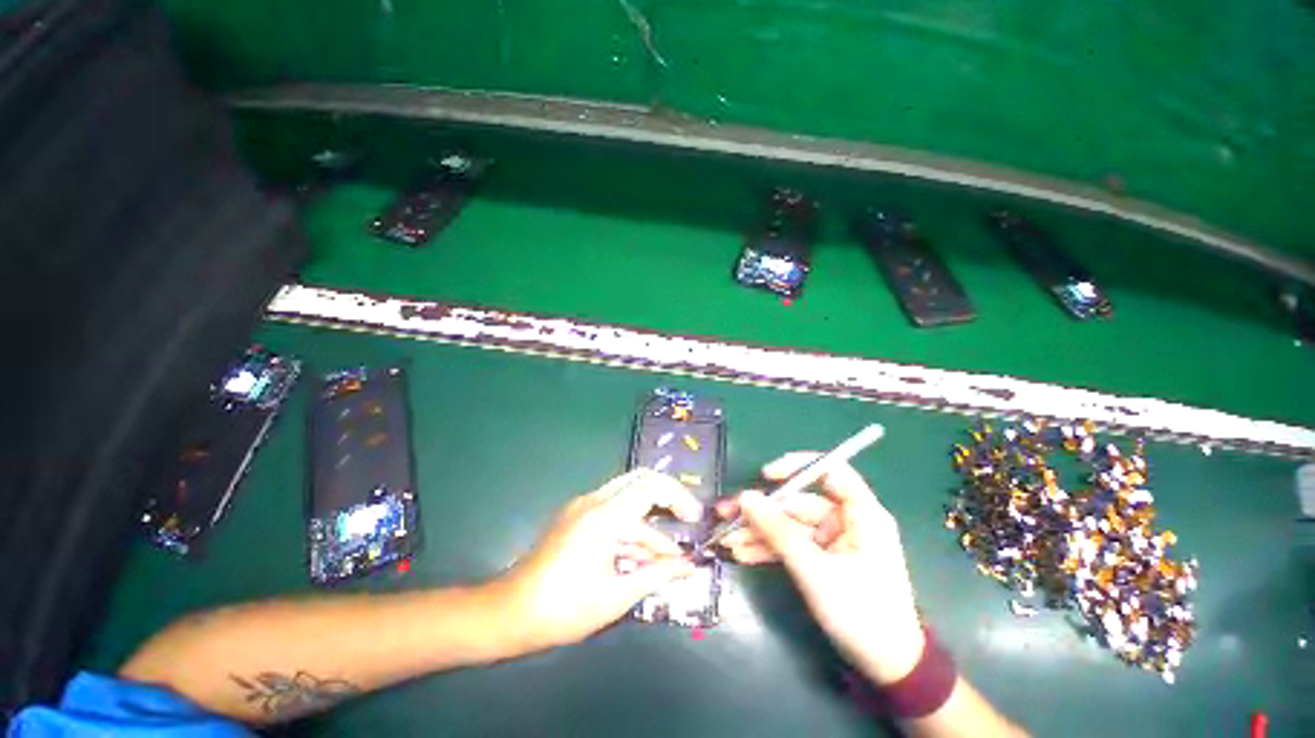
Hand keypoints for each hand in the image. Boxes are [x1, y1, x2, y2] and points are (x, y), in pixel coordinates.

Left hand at [495, 469, 701, 651]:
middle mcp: (594, 501)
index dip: (678, 497)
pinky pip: (614, 512)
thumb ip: (656, 575)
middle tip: (687, 518)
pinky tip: (643, 557)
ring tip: (668, 558)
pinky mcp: (578, 517)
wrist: (511, 612)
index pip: (650, 487)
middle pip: (641, 479)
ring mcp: (584, 507)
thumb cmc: (563, 608)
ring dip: (650, 524)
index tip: (694, 519)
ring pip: (628, 500)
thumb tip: (688, 567)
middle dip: (668, 496)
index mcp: (603, 515)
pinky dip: (632, 530)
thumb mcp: (616, 596)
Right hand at [717, 453, 924, 684]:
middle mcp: (847, 521)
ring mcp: (832, 541)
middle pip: (798, 503)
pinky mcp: (822, 559)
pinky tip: (742, 553)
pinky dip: (768, 549)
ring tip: (726, 539)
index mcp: (862, 514)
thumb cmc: (862, 614)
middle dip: (762, 511)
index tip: (766, 475)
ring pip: (789, 526)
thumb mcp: (815, 571)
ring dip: (758, 533)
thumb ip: (778, 532)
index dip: (798, 466)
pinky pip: (791, 545)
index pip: (831, 471)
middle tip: (727, 514)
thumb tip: (745, 498)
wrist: (886, 668)